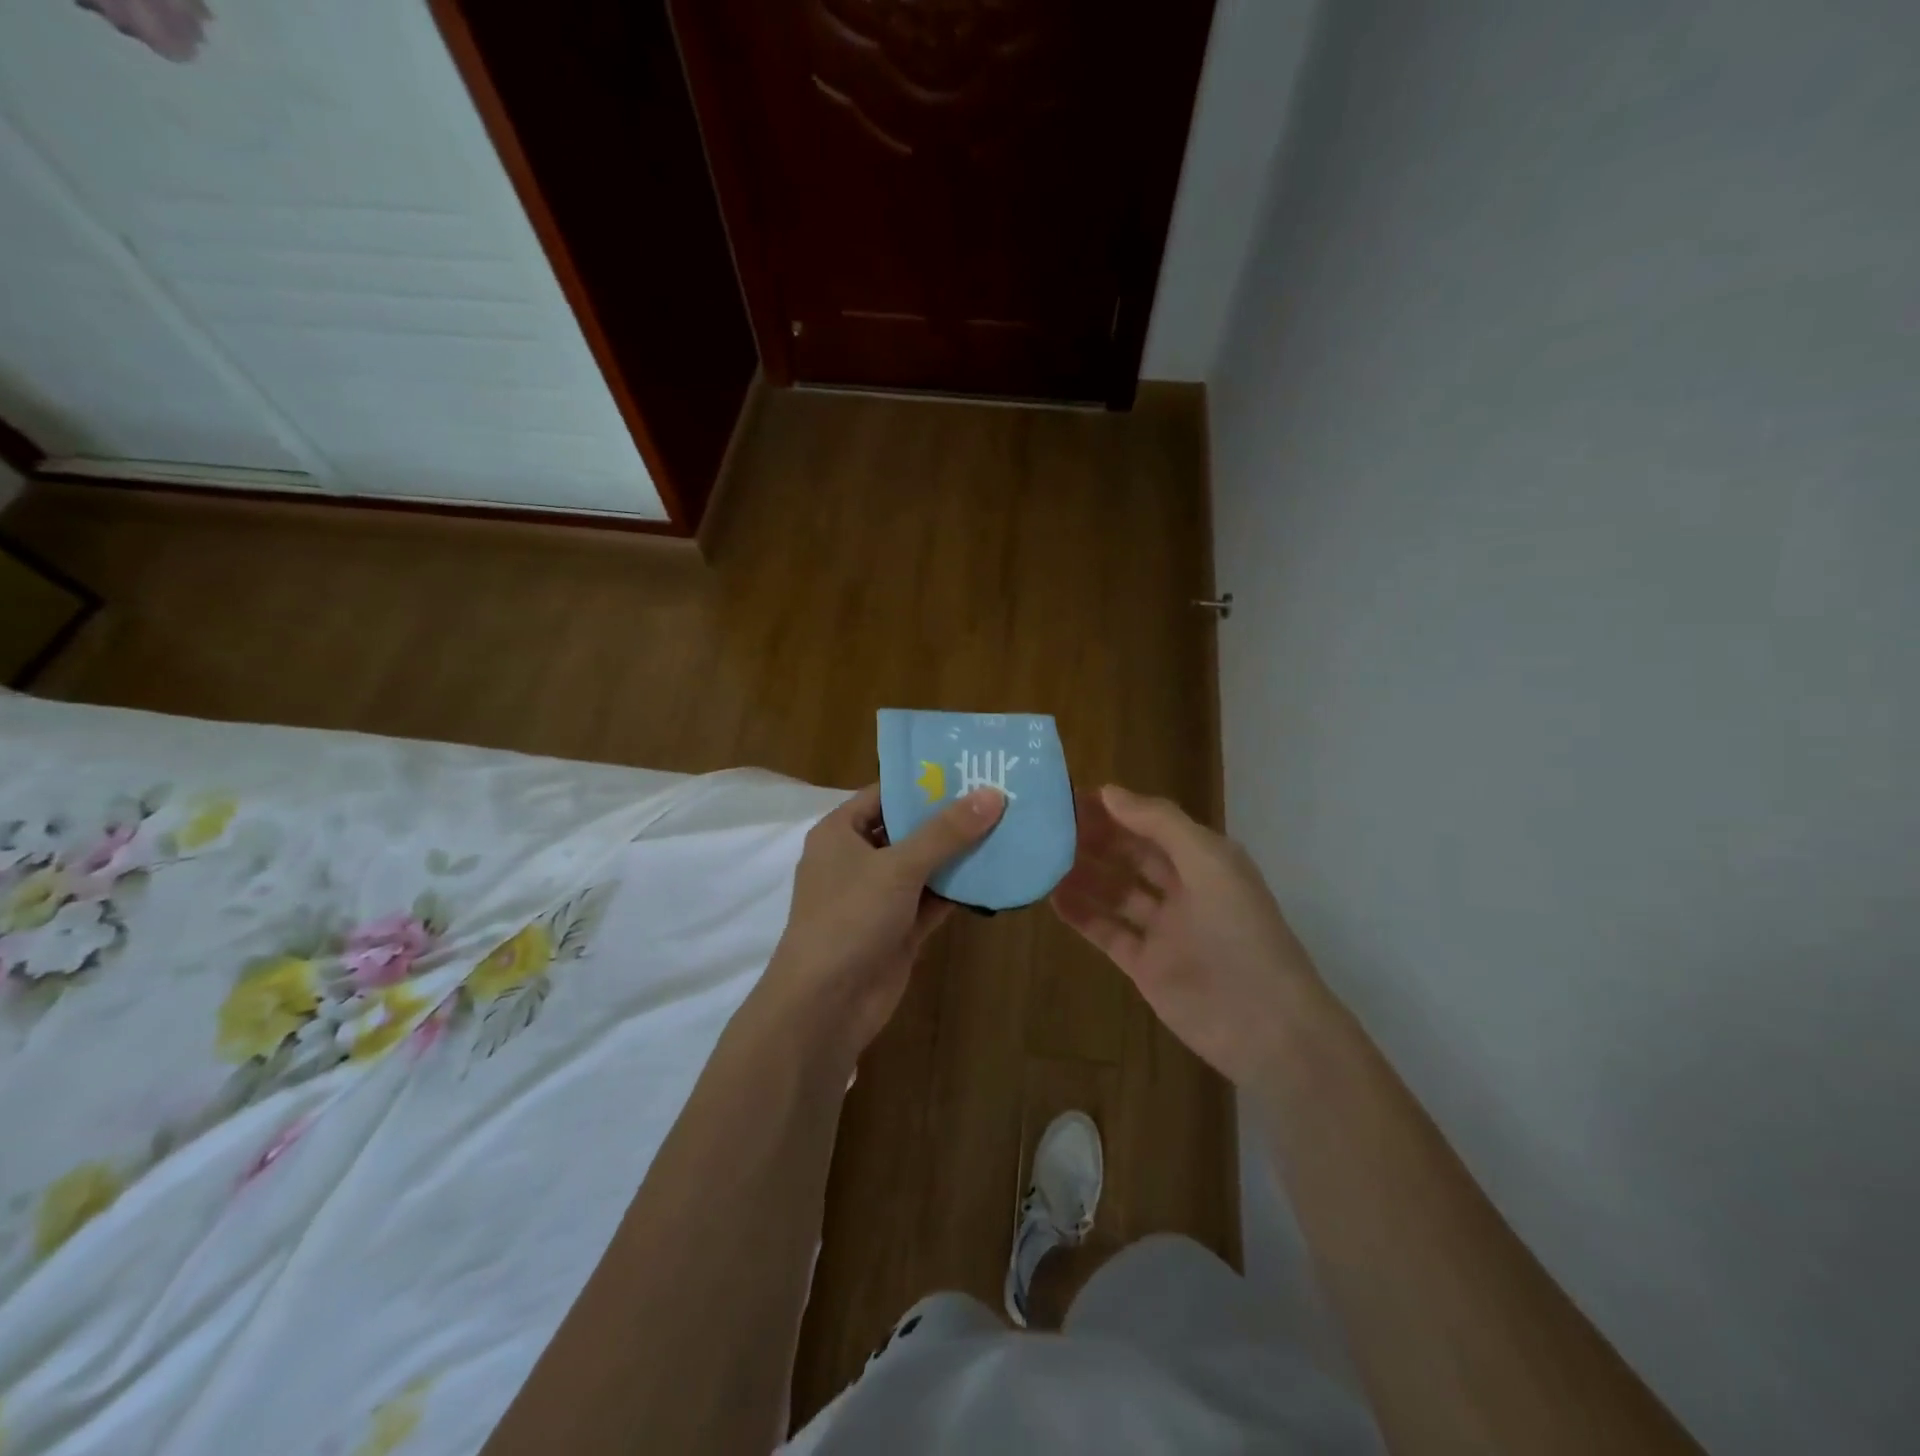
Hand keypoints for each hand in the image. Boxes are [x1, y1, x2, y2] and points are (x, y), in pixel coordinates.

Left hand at [756, 784, 1005, 1060]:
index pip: (884, 794)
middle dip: (949, 818)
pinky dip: (958, 890)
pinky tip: (995, 875)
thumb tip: (992, 794)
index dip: (923, 782)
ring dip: (958, 855)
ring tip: (1007, 828)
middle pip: (908, 829)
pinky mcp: (897, 929)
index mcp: (840, 832)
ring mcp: (877, 897)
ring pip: (924, 867)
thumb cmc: (850, 918)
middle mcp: (856, 859)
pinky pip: (932, 900)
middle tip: (998, 796)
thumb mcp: (898, 867)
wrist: (826, 1004)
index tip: (969, 769)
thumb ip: (946, 832)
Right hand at [1052, 785, 1317, 1087]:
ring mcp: (1163, 930)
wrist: (1264, 1024)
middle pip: (1132, 855)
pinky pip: (1108, 932)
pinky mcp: (1146, 966)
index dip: (1117, 809)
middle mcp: (1183, 889)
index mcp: (1204, 860)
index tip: (1072, 796)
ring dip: (1083, 874)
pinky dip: (1082, 915)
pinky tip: (1052, 897)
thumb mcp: (1208, 861)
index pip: (1153, 824)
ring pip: (1116, 893)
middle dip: (1096, 839)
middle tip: (1049, 825)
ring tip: (1041, 856)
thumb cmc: (1239, 930)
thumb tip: (1108, 791)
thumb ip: (1159, 823)